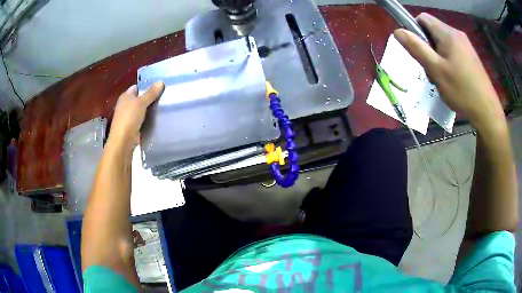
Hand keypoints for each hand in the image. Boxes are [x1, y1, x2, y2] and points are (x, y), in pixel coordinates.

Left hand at [108, 82, 164, 152]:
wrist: (123, 141)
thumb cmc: (129, 118)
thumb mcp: (141, 103)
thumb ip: (151, 93)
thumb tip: (161, 82)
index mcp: (125, 96)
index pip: (137, 87)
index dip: (147, 86)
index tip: (159, 87)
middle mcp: (126, 105)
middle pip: (140, 98)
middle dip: (150, 98)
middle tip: (164, 96)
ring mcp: (129, 117)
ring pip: (142, 110)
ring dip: (150, 110)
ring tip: (164, 106)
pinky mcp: (133, 127)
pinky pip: (143, 120)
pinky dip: (149, 119)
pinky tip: (158, 119)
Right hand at [393, 13, 504, 131]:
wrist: (487, 111)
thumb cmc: (462, 90)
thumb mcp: (436, 70)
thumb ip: (417, 48)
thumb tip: (398, 31)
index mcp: (447, 33)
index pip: (423, 18)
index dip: (415, 30)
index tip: (418, 51)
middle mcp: (457, 34)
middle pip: (433, 31)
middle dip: (427, 47)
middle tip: (432, 70)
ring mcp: (466, 45)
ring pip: (443, 43)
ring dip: (437, 57)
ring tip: (442, 78)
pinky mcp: (471, 56)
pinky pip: (453, 51)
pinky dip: (448, 61)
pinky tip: (452, 79)